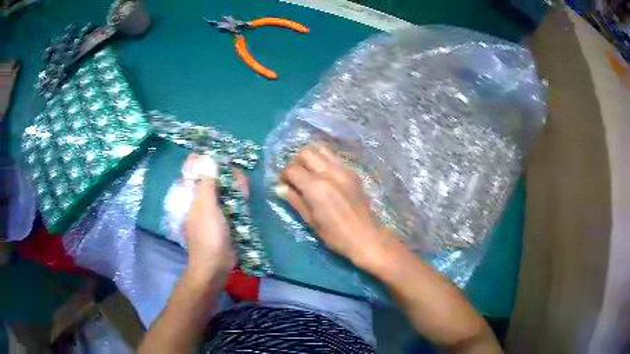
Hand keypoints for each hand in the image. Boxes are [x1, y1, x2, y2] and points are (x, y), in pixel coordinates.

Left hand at [183, 154, 248, 279]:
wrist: (215, 265)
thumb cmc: (207, 235)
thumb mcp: (206, 206)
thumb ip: (207, 182)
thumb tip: (207, 158)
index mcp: (189, 193)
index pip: (192, 168)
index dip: (203, 157)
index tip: (219, 153)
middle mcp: (199, 197)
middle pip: (211, 175)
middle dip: (225, 171)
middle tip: (236, 175)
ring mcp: (212, 207)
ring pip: (223, 187)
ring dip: (234, 184)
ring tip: (243, 189)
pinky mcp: (224, 216)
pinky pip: (230, 200)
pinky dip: (237, 196)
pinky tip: (245, 197)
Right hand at [279, 144, 398, 270]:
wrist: (366, 237)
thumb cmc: (336, 236)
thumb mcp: (311, 221)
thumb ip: (295, 200)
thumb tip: (280, 187)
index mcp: (317, 188)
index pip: (292, 169)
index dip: (284, 175)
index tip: (284, 184)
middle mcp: (330, 173)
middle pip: (305, 152)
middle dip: (296, 162)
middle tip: (296, 177)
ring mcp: (344, 170)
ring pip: (321, 149)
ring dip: (310, 158)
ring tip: (309, 173)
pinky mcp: (353, 172)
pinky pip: (334, 157)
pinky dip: (324, 160)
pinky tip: (323, 175)